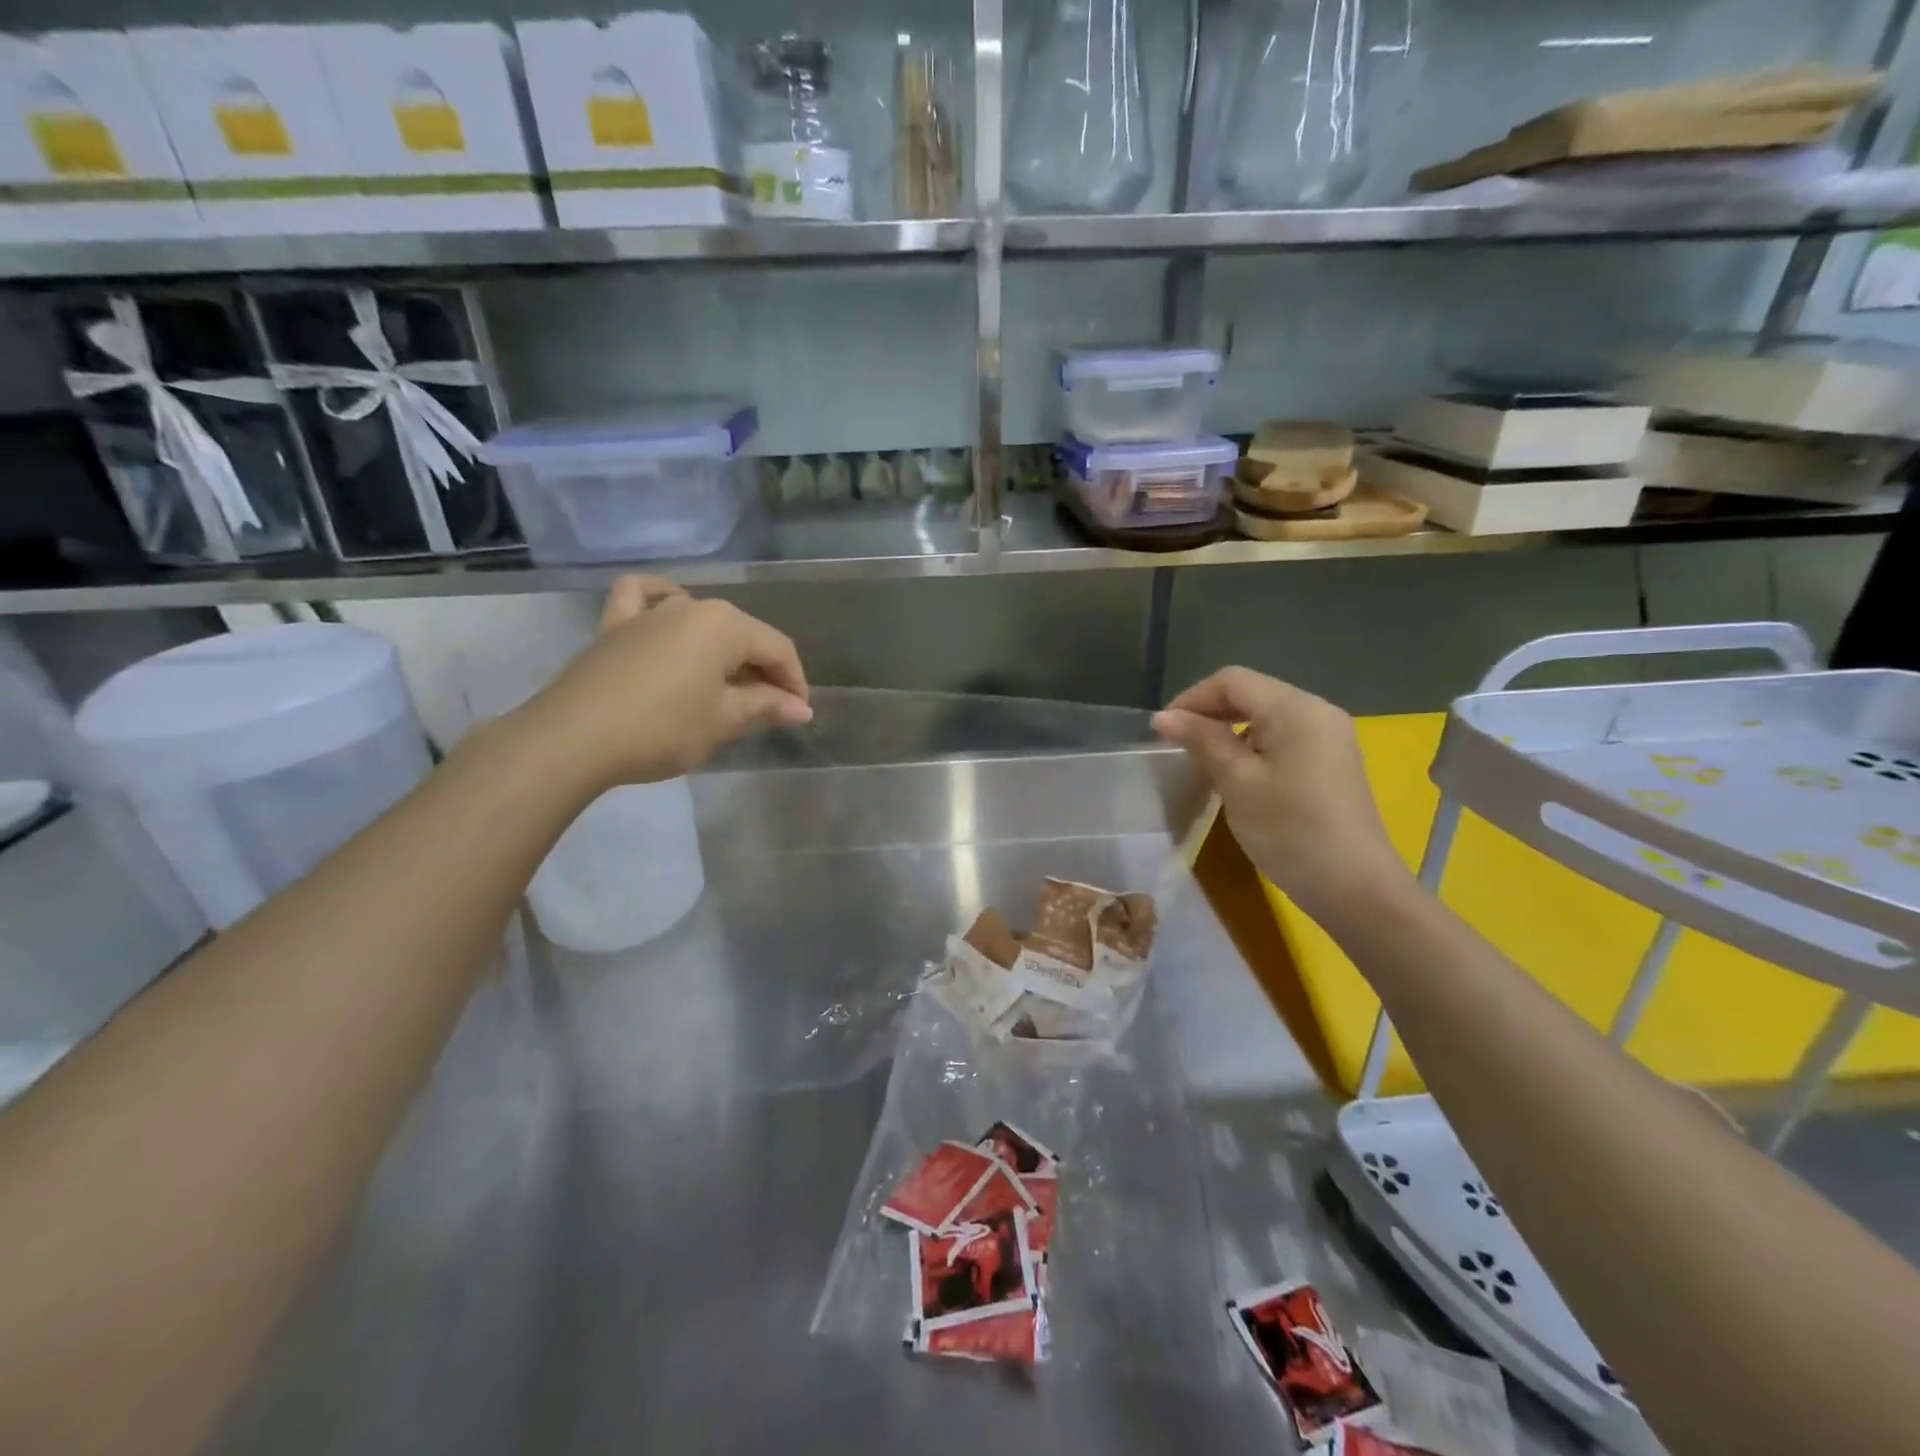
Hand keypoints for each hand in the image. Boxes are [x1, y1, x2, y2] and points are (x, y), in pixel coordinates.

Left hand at [513, 576, 812, 791]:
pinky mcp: (613, 626)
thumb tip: (800, 708)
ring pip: (701, 622)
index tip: (798, 715)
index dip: (795, 682)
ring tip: (728, 684)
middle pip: (743, 635)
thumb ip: (765, 706)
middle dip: (763, 671)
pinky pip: (643, 600)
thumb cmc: (661, 728)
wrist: (571, 739)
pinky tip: (667, 611)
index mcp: (725, 624)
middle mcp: (691, 606)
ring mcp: (648, 612)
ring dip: (723, 651)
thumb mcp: (723, 720)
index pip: (778, 649)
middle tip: (768, 710)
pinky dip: (659, 601)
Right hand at [1153, 668, 1412, 925]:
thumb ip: (1202, 741)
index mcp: (1296, 709)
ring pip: (1267, 714)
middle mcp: (1318, 711)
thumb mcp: (1237, 783)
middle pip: (1252, 693)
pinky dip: (1253, 744)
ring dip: (1230, 729)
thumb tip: (1164, 716)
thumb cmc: (1291, 832)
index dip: (1192, 698)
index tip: (1163, 731)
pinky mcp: (1334, 760)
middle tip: (1178, 744)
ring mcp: (1331, 736)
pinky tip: (1240, 773)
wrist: (1357, 889)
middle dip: (1210, 712)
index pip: (1232, 681)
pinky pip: (1285, 735)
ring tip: (1203, 760)